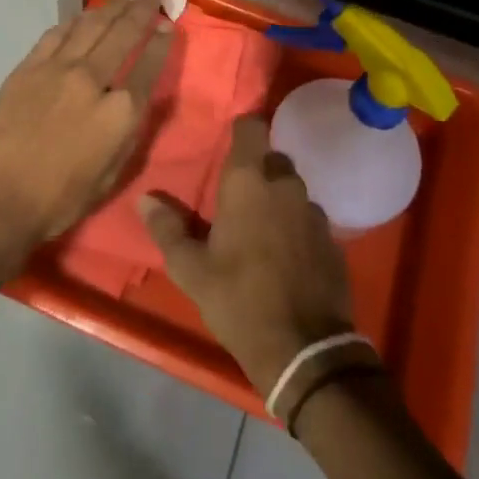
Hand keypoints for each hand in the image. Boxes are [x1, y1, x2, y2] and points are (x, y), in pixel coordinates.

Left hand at [0, 0, 172, 274]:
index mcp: (120, 112)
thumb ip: (129, 134)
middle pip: (123, 35)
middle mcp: (93, 80)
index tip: (169, 25)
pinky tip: (84, 14)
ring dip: (112, 7)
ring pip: (91, 26)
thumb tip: (138, 102)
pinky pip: (56, 34)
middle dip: (142, 11)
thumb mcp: (111, 176)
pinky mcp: (29, 67)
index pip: (149, 67)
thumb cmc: (59, 200)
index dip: (162, 43)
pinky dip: (75, 20)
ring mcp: (58, 69)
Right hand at [139, 116, 356, 395]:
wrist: (304, 351)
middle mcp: (285, 185)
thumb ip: (167, 228)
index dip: (242, 130)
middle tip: (237, 197)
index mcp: (249, 181)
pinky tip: (285, 255)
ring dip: (277, 200)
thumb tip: (145, 199)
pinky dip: (296, 227)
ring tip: (260, 228)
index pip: (252, 127)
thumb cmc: (238, 299)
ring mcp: (314, 212)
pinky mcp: (333, 241)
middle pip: (273, 158)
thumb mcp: (191, 269)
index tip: (229, 146)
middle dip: (257, 170)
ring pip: (293, 189)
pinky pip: (309, 219)